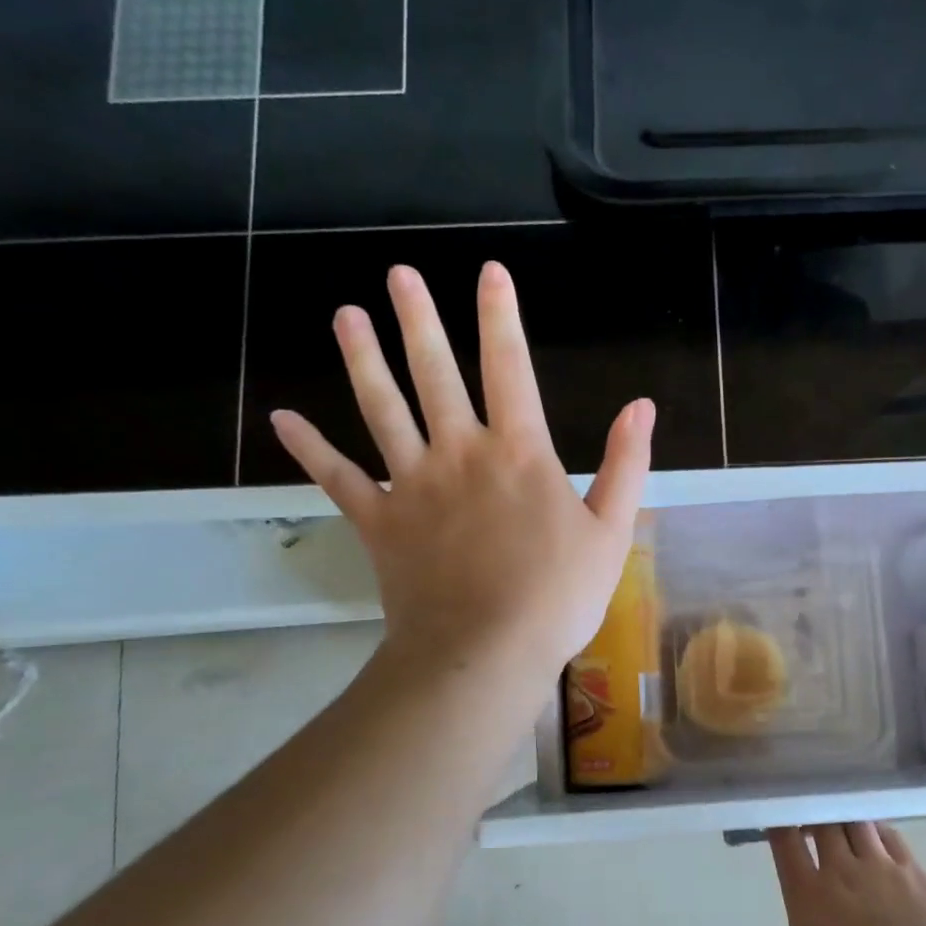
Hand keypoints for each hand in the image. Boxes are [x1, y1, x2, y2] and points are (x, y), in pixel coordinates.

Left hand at [271, 262, 653, 682]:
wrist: (486, 653)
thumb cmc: (556, 596)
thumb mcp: (611, 532)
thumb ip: (625, 465)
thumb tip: (642, 406)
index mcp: (519, 452)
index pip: (509, 367)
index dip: (501, 317)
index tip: (489, 273)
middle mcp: (459, 453)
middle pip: (435, 373)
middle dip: (419, 319)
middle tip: (399, 273)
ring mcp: (411, 485)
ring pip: (382, 409)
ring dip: (363, 360)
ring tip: (345, 315)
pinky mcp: (378, 522)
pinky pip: (337, 478)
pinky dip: (310, 448)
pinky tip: (283, 419)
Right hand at [751, 823, 925, 925]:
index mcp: (808, 896)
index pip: (785, 840)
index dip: (777, 822)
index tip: (775, 821)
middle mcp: (841, 870)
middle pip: (822, 821)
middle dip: (812, 814)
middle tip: (807, 823)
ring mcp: (880, 866)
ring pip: (855, 821)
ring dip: (842, 819)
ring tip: (839, 827)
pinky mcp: (914, 871)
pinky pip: (889, 834)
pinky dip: (875, 828)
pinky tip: (874, 837)